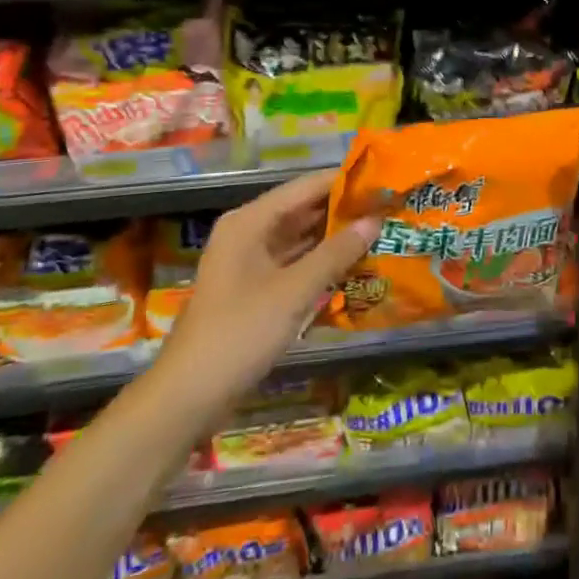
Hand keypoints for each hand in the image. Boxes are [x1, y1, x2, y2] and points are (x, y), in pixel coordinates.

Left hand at [157, 170, 377, 413]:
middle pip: (304, 210)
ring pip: (302, 238)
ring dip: (337, 238)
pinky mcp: (257, 289)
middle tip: (391, 208)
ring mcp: (252, 262)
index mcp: (251, 221)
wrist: (187, 397)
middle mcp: (250, 232)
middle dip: (345, 210)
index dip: (345, 181)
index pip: (307, 187)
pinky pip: (296, 264)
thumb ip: (336, 253)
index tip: (385, 180)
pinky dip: (323, 263)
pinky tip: (356, 265)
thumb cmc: (240, 333)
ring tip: (382, 231)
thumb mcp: (294, 291)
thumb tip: (375, 220)